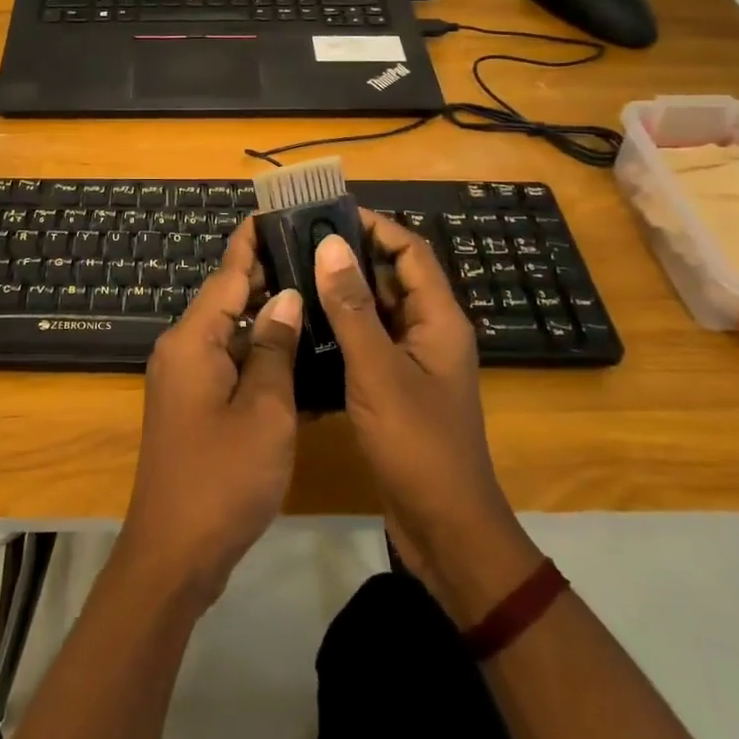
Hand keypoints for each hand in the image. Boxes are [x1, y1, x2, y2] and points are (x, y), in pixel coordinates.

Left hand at [118, 217, 301, 611]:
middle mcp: (182, 350)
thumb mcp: (264, 411)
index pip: (226, 275)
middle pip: (227, 299)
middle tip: (313, 253)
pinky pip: (229, 365)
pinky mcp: (194, 406)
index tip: (275, 210)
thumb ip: (274, 349)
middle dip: (266, 276)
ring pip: (231, 333)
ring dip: (267, 317)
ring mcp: (185, 380)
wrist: (175, 553)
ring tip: (315, 292)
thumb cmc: (223, 478)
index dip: (251, 242)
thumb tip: (285, 297)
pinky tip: (296, 352)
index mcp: (192, 341)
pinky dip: (259, 355)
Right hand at [314, 215, 541, 623]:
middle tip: (298, 242)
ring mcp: (414, 361)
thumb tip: (330, 244)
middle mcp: (430, 332)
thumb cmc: (416, 444)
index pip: (410, 251)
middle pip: (393, 277)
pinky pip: (369, 342)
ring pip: (378, 311)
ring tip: (294, 275)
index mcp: (439, 319)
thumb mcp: (378, 370)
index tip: (328, 212)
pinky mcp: (396, 387)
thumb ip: (353, 308)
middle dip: (351, 256)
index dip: (375, 226)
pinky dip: (342, 328)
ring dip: (343, 292)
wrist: (444, 527)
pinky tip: (304, 327)